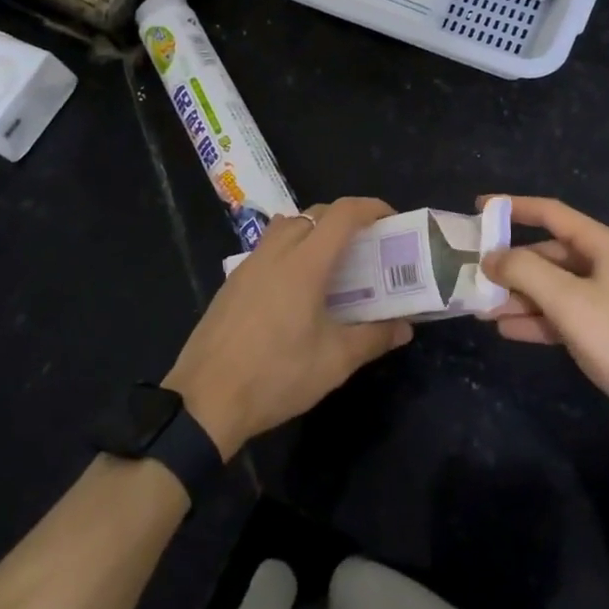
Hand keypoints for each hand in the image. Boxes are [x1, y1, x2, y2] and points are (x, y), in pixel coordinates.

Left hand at [164, 197, 411, 458]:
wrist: (204, 400)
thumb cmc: (276, 376)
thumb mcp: (334, 362)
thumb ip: (373, 338)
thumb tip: (404, 328)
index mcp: (305, 263)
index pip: (342, 214)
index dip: (371, 208)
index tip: (391, 220)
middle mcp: (277, 252)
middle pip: (315, 213)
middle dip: (346, 219)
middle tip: (367, 245)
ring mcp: (250, 263)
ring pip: (288, 225)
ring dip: (315, 229)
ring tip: (331, 261)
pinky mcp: (233, 280)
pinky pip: (268, 245)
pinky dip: (291, 247)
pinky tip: (295, 286)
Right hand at [481, 196, 608, 435]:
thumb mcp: (566, 300)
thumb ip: (524, 271)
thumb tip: (491, 257)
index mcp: (604, 244)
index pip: (551, 213)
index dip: (514, 207)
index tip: (481, 208)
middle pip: (551, 254)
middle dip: (513, 267)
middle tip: (478, 277)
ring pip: (557, 286)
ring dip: (522, 297)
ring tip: (485, 311)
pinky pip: (568, 312)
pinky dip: (540, 318)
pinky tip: (510, 330)